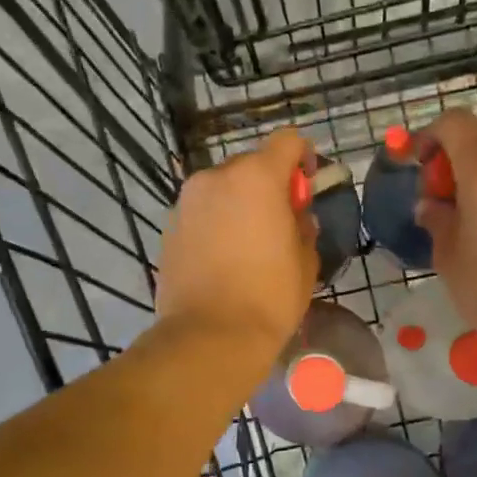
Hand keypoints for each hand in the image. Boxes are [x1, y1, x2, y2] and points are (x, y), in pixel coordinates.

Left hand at [154, 128, 317, 366]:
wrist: (210, 335)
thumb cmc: (269, 296)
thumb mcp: (305, 260)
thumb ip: (303, 225)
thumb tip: (295, 217)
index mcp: (257, 177)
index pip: (287, 141)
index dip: (303, 157)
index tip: (307, 187)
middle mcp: (216, 177)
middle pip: (251, 164)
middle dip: (268, 184)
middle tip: (280, 221)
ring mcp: (187, 201)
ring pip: (222, 188)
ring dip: (239, 203)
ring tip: (249, 243)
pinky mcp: (169, 226)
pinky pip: (202, 212)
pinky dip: (216, 222)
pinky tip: (224, 258)